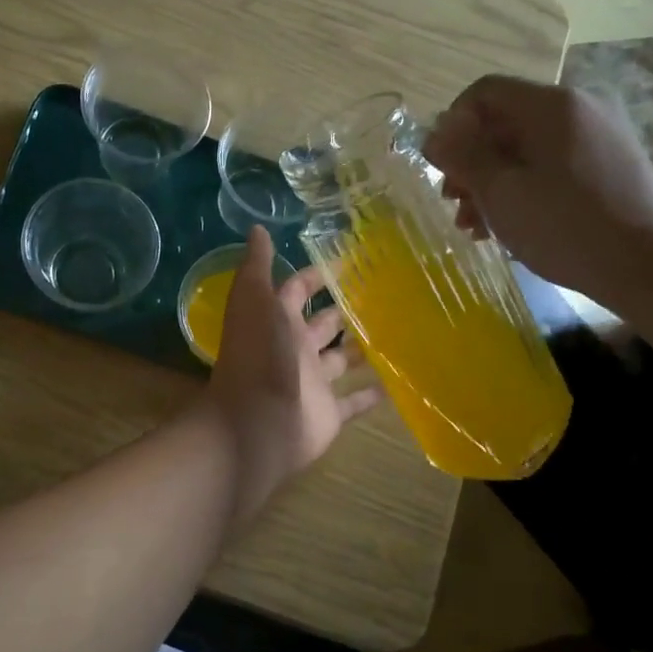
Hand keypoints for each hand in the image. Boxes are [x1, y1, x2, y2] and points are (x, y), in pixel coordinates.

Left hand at [200, 226, 379, 517]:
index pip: (296, 291)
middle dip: (343, 311)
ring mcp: (313, 383)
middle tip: (381, 294)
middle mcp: (294, 349)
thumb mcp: (254, 300)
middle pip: (322, 325)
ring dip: (361, 348)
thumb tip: (257, 228)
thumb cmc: (258, 355)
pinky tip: (398, 380)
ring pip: (341, 361)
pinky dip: (372, 393)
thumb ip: (257, 267)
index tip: (347, 262)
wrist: (257, 423)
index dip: (315, 277)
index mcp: (276, 321)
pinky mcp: (330, 413)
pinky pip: (355, 400)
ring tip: (396, 330)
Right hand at [423, 75, 652, 311]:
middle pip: (504, 122)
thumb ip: (463, 158)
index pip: (484, 93)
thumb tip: (434, 133)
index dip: (452, 126)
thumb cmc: (567, 226)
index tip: (441, 169)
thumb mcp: (501, 193)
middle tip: (454, 204)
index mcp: (551, 105)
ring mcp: (598, 136)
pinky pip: (551, 165)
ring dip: (492, 182)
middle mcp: (578, 108)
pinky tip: (509, 226)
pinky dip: (523, 188)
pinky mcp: (609, 165)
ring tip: (476, 226)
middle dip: (471, 162)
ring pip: (525, 148)